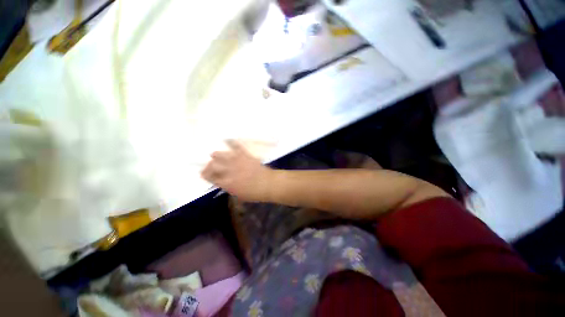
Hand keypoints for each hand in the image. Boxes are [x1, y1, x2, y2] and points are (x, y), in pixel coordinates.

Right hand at [201, 140, 274, 201]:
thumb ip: (229, 188)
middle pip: (213, 166)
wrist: (269, 183)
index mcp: (227, 183)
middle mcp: (229, 171)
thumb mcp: (239, 195)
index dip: (205, 175)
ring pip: (221, 155)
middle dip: (208, 166)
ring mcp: (237, 162)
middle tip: (209, 166)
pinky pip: (236, 146)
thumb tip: (223, 182)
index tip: (203, 173)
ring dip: (216, 155)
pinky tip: (227, 139)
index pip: (211, 177)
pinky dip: (231, 142)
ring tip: (214, 155)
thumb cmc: (255, 193)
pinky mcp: (245, 155)